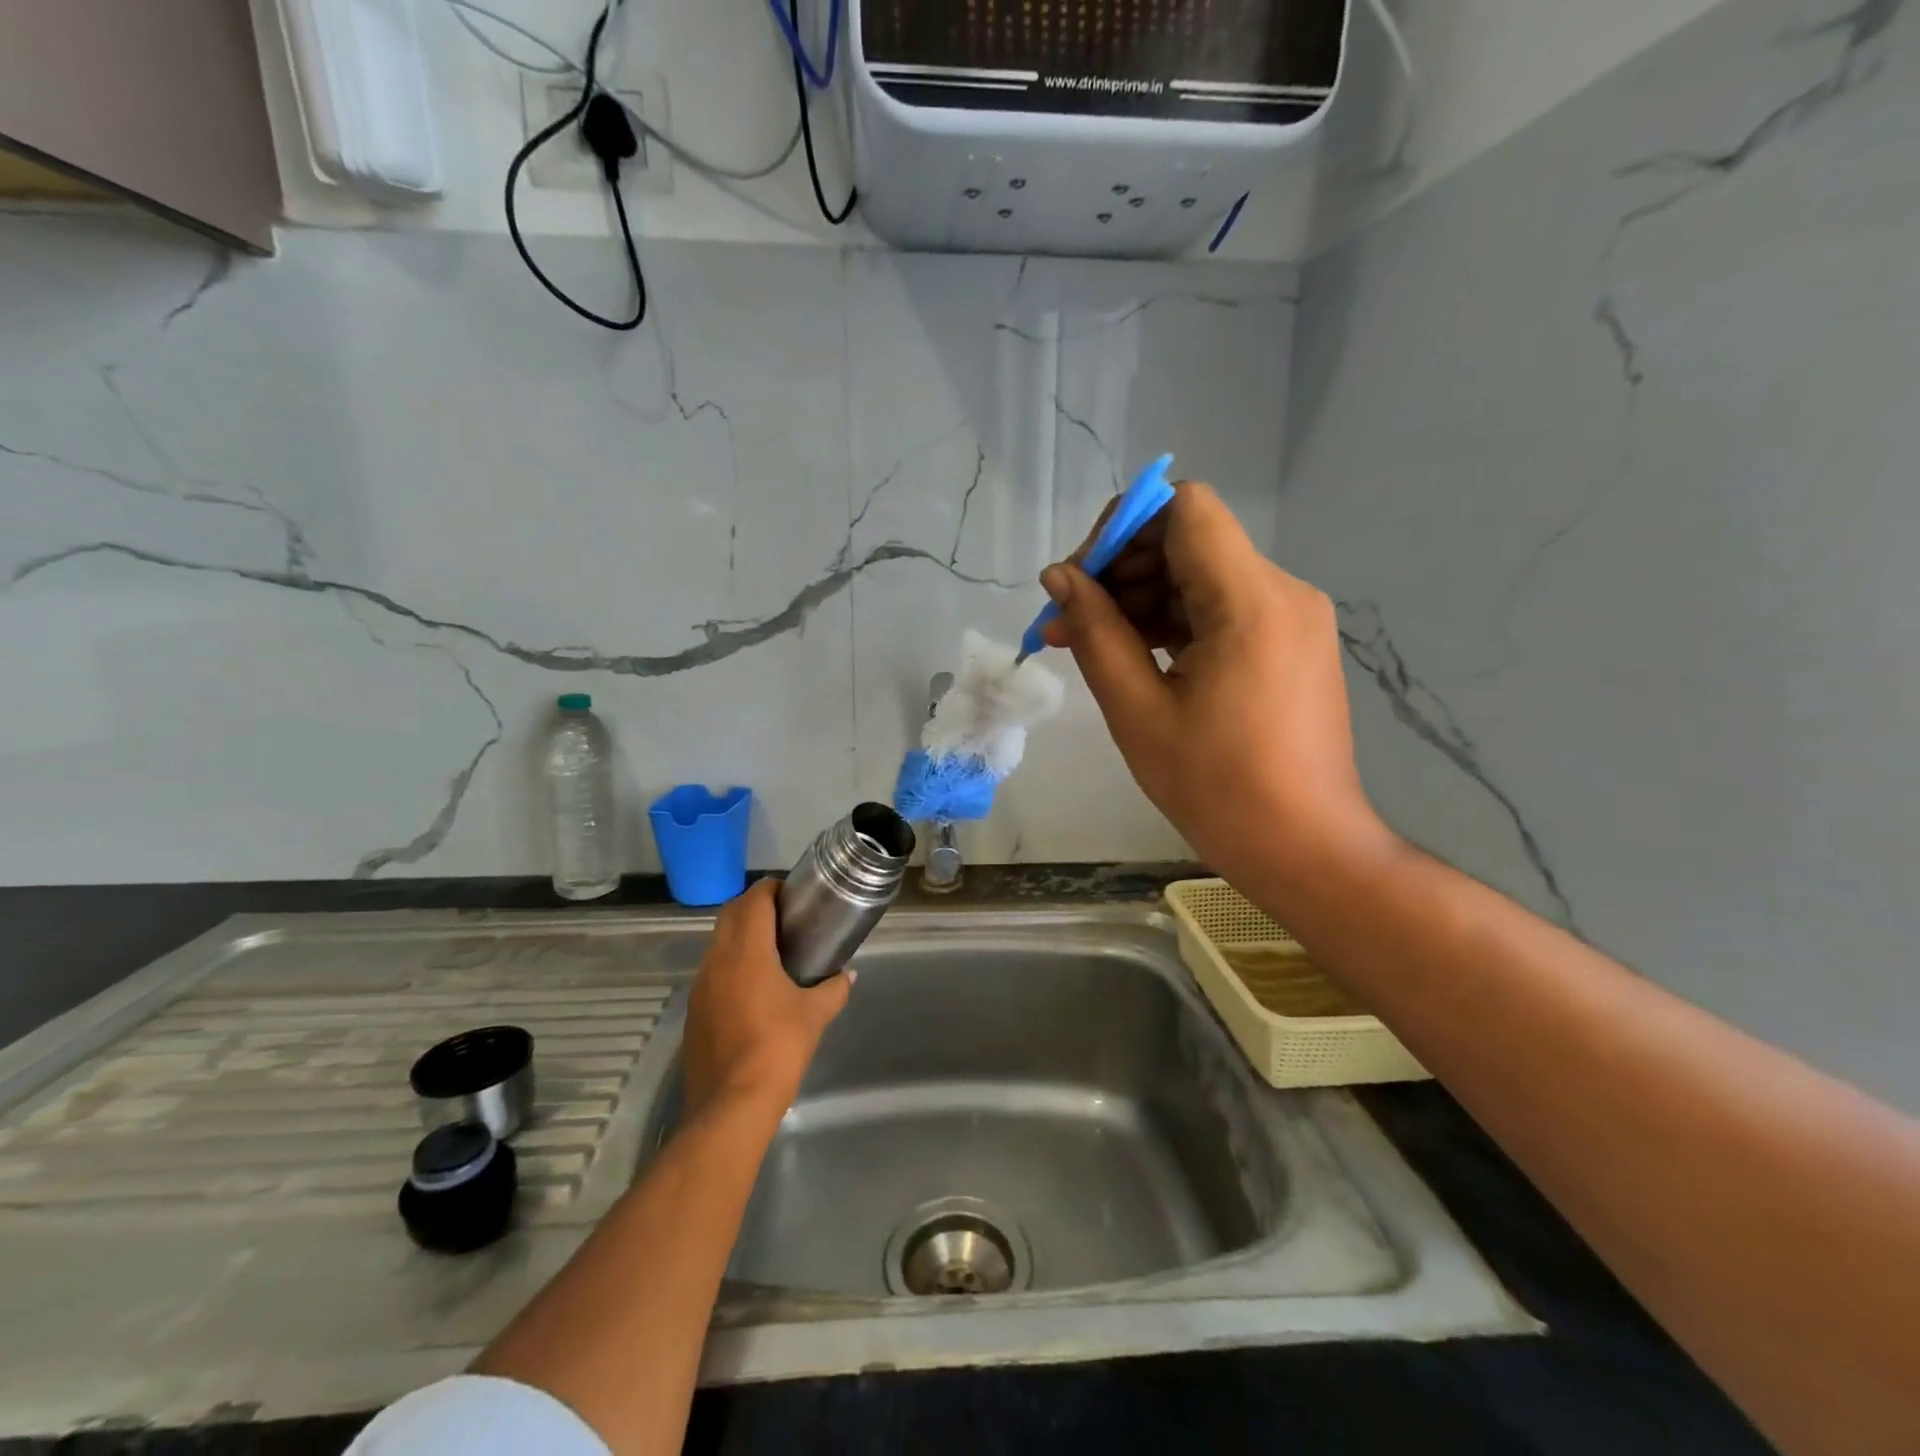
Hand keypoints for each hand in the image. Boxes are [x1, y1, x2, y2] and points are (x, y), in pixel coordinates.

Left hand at [681, 879, 850, 1120]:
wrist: (730, 1106)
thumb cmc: (777, 1048)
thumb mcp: (815, 1015)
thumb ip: (833, 989)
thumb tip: (847, 975)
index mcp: (746, 951)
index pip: (754, 900)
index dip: (772, 889)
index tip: (794, 895)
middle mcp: (717, 959)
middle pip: (731, 914)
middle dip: (755, 907)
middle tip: (786, 917)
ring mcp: (700, 986)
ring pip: (719, 943)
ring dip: (741, 936)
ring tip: (773, 950)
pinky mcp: (694, 1011)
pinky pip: (713, 972)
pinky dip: (732, 965)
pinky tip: (754, 988)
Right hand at [1039, 481, 1386, 885]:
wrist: (1305, 848)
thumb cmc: (1217, 788)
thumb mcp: (1138, 711)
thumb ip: (1096, 633)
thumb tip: (1059, 578)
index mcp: (1250, 601)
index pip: (1184, 509)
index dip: (1122, 528)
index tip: (1081, 579)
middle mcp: (1282, 592)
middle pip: (1188, 540)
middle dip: (1121, 571)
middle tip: (1067, 622)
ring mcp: (1291, 617)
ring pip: (1200, 575)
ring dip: (1140, 600)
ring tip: (1086, 646)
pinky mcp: (1289, 642)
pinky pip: (1220, 609)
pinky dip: (1172, 623)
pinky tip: (1132, 658)